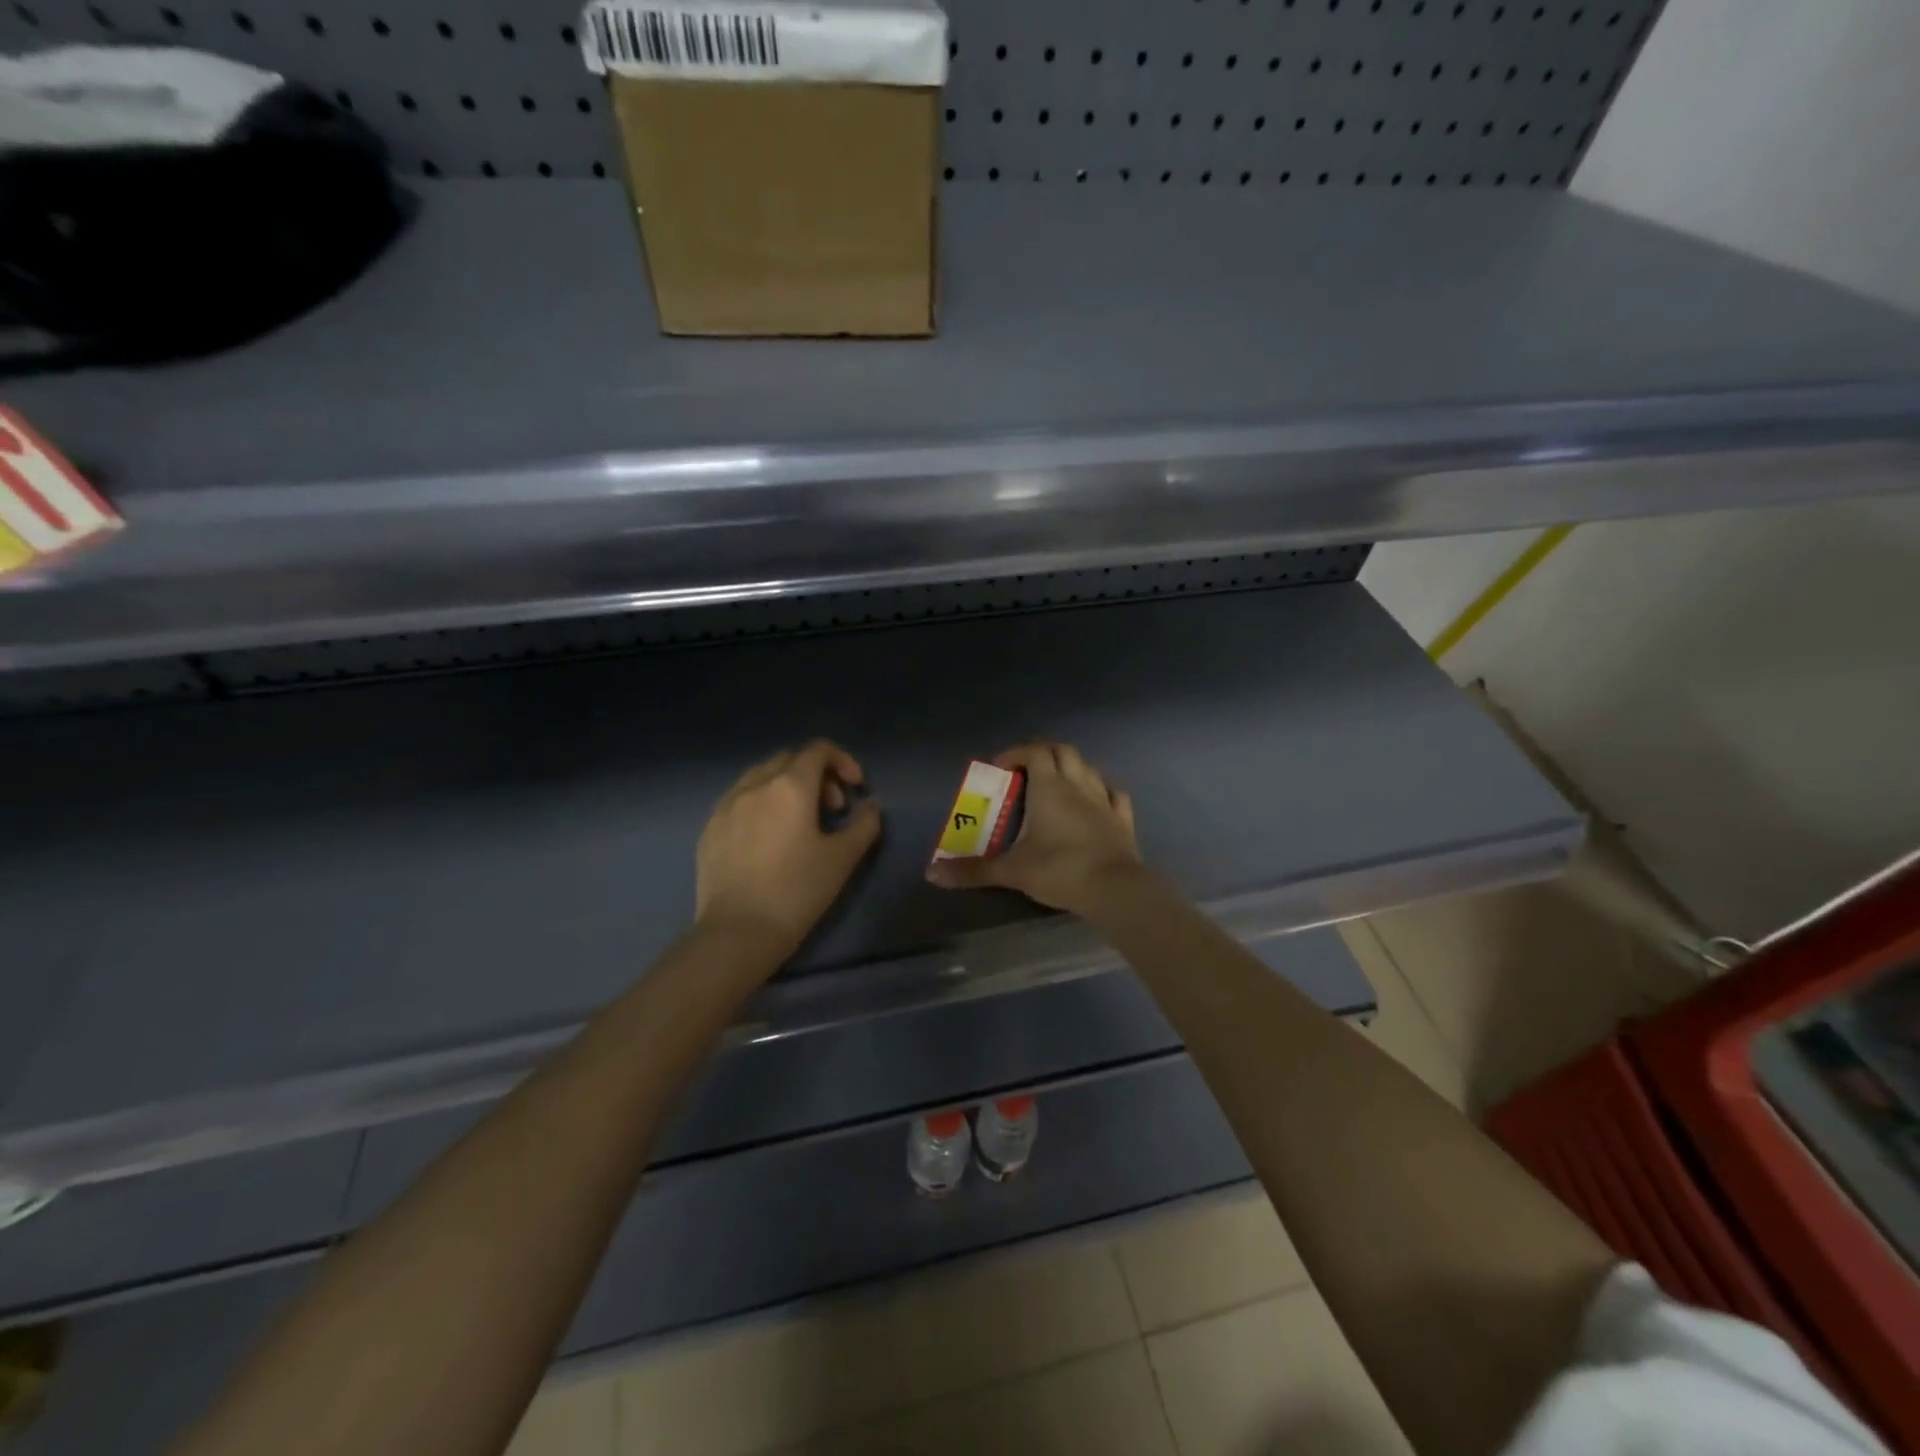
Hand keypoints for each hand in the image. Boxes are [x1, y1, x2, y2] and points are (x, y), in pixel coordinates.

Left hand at [696, 740, 881, 960]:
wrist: (738, 932)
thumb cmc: (797, 891)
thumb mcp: (843, 858)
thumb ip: (864, 824)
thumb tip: (869, 805)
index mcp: (790, 786)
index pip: (818, 750)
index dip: (843, 761)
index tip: (856, 789)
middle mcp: (755, 785)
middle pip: (789, 759)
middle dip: (816, 774)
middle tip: (832, 809)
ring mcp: (726, 805)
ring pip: (760, 776)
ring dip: (786, 786)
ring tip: (798, 821)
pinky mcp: (709, 828)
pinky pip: (738, 799)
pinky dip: (760, 803)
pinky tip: (767, 837)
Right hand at [925, 740, 1142, 916]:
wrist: (1114, 889)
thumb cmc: (1059, 870)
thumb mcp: (1011, 871)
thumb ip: (973, 870)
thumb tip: (932, 873)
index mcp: (1049, 787)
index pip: (1034, 752)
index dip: (1016, 753)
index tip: (999, 768)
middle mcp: (1078, 785)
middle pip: (1063, 751)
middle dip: (1043, 753)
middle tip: (1024, 770)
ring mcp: (1104, 800)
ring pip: (1088, 768)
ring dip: (1071, 768)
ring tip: (1055, 783)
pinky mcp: (1123, 820)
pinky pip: (1114, 794)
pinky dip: (1101, 790)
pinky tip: (1095, 800)